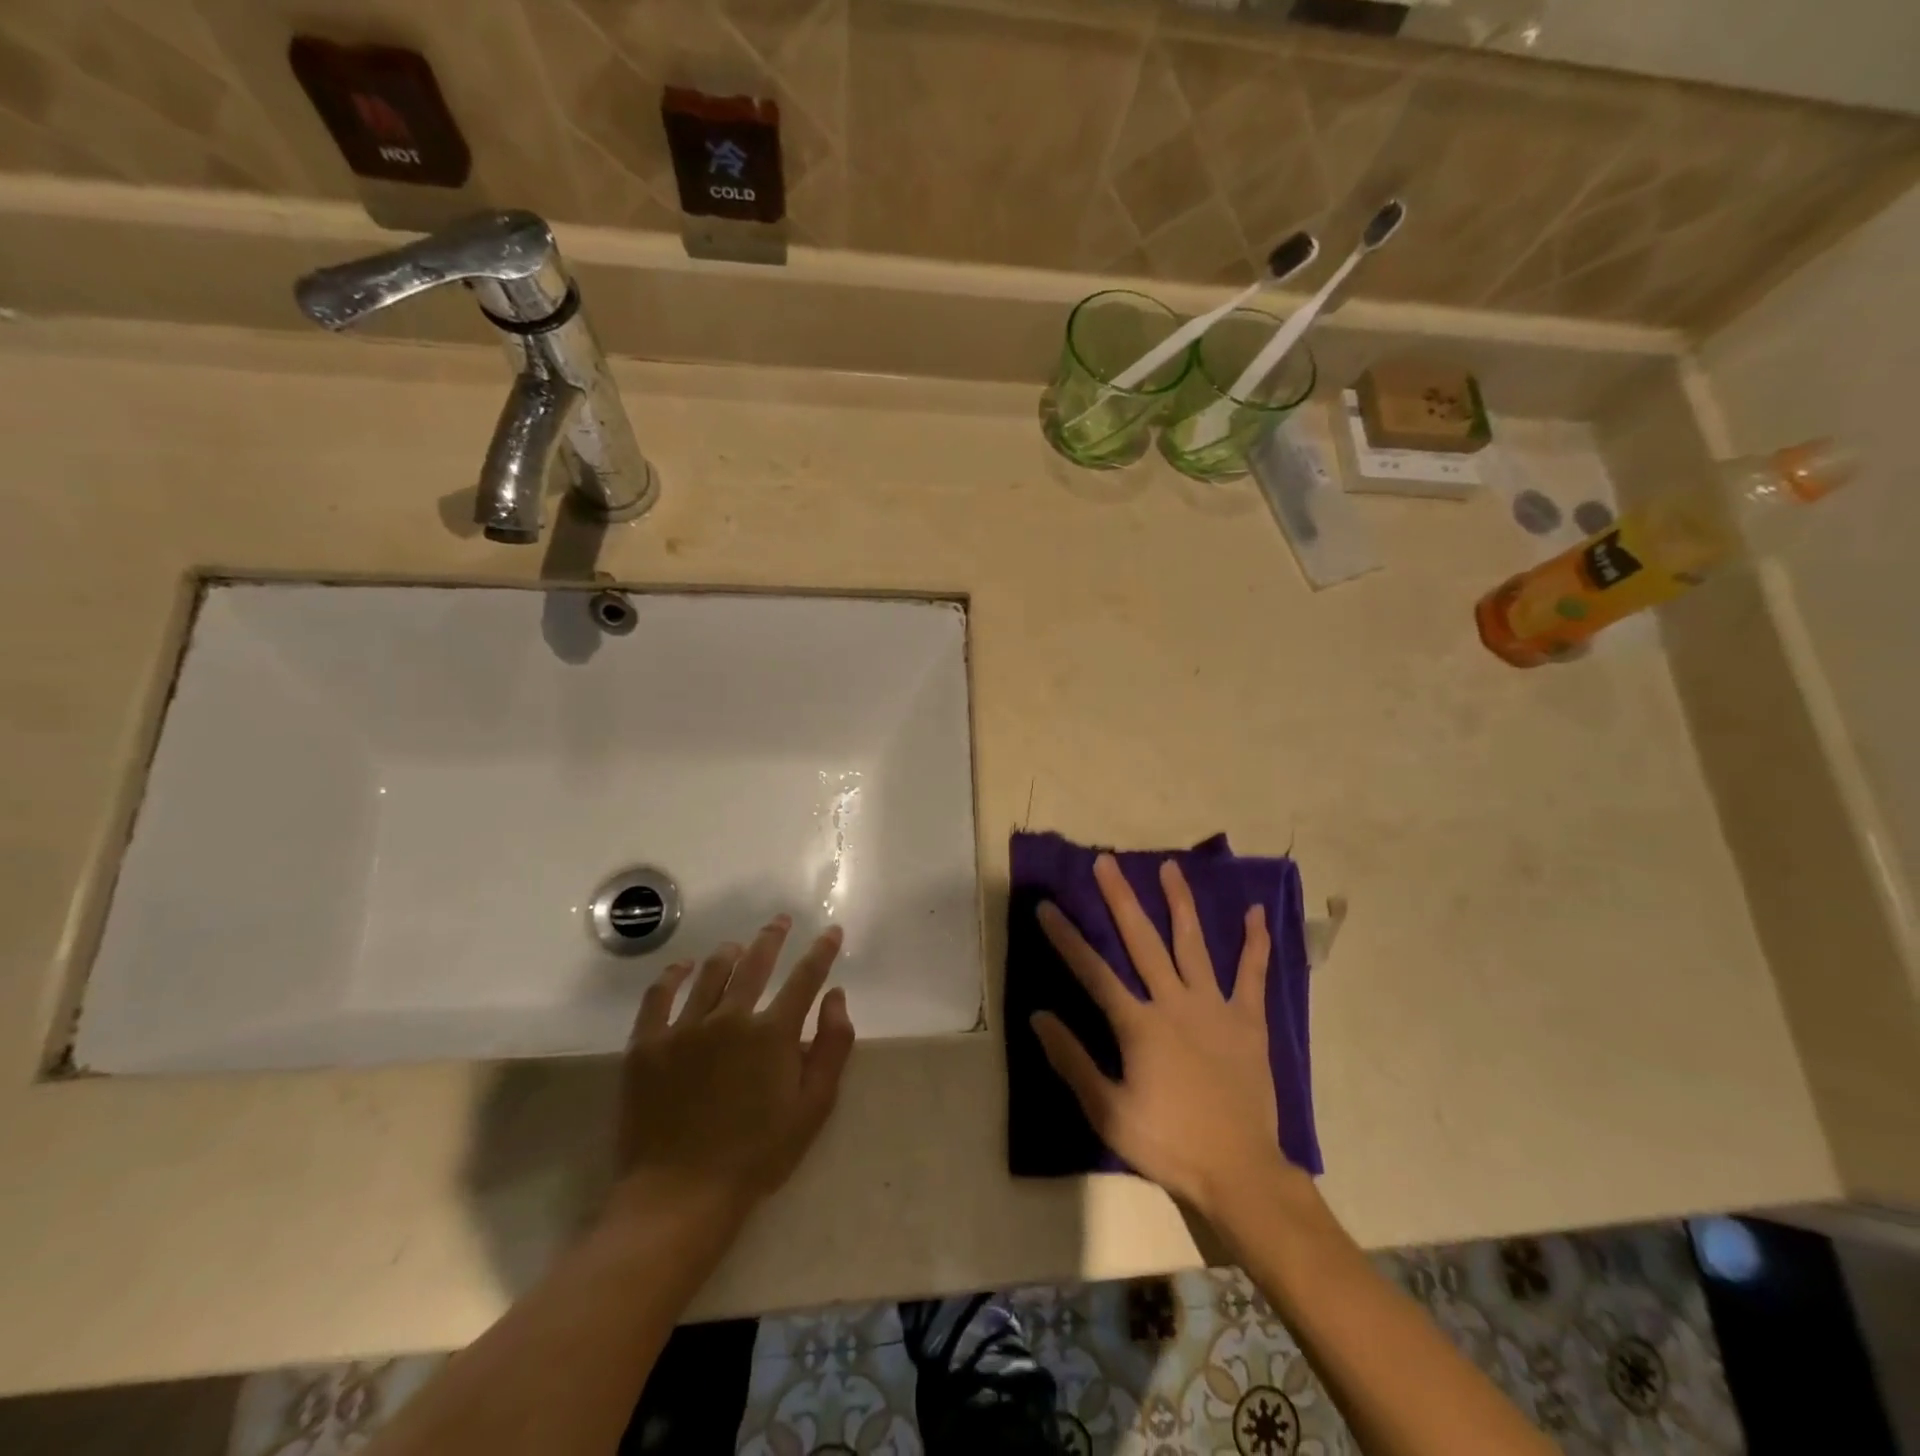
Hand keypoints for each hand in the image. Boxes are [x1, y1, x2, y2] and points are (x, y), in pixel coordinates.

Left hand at [610, 916, 855, 1223]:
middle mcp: (730, 1017)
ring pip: (710, 973)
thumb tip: (836, 996)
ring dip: (729, 953)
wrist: (680, 1194)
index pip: (805, 978)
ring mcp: (684, 1028)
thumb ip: (832, 1046)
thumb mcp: (813, 1107)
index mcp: (773, 1033)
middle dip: (772, 937)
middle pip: (755, 963)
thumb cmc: (757, 1154)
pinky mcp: (647, 1045)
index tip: (830, 931)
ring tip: (737, 946)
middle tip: (780, 921)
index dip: (821, 951)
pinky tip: (682, 967)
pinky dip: (673, 975)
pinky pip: (658, 996)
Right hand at [1031, 855, 1308, 1219]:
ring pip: (1193, 943)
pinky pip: (1252, 974)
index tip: (1046, 906)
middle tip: (1106, 862)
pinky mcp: (1248, 1020)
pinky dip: (1255, 943)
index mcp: (1139, 1024)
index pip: (1093, 971)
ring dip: (1179, 902)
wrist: (1240, 1171)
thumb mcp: (1108, 1112)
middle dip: (1121, 898)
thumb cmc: (1169, 1142)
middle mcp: (1174, 1003)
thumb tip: (1038, 1016)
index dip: (1066, 937)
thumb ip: (1073, 1061)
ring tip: (1169, 867)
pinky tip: (1256, 913)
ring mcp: (1215, 1007)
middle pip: (1142, 940)